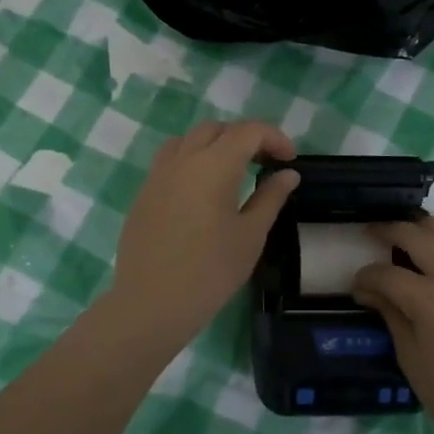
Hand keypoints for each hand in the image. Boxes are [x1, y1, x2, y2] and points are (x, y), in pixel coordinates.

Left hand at [104, 120, 301, 353]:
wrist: (152, 303)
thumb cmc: (210, 271)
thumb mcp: (251, 235)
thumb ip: (271, 197)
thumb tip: (288, 174)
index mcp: (214, 165)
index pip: (248, 131)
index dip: (274, 138)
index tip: (289, 161)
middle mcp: (183, 159)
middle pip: (217, 129)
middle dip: (245, 138)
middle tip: (265, 163)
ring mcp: (158, 174)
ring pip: (189, 140)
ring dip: (215, 144)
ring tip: (232, 171)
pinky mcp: (144, 193)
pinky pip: (170, 160)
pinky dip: (192, 160)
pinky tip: (202, 190)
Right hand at [353, 216, 433, 433]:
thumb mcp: (410, 356)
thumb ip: (390, 314)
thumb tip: (368, 290)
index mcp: (430, 299)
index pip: (388, 274)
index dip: (366, 276)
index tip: (357, 284)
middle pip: (418, 236)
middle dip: (390, 230)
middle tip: (372, 232)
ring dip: (425, 226)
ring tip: (408, 229)